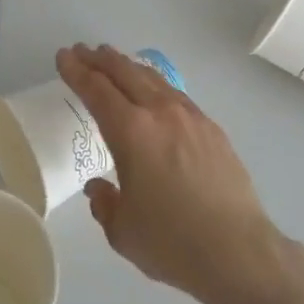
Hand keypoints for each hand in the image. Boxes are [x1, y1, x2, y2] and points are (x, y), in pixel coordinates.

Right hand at [56, 44, 281, 303]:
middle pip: (124, 73)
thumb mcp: (122, 230)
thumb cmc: (172, 243)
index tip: (64, 56)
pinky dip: (155, 83)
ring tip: (114, 61)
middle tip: (83, 51)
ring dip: (128, 66)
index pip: (96, 90)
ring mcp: (190, 117)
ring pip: (152, 78)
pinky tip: (154, 90)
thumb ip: (104, 203)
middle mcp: (159, 113)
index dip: (76, 71)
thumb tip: (98, 188)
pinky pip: (175, 93)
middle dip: (100, 60)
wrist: (239, 251)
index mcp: (131, 132)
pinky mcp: (211, 128)